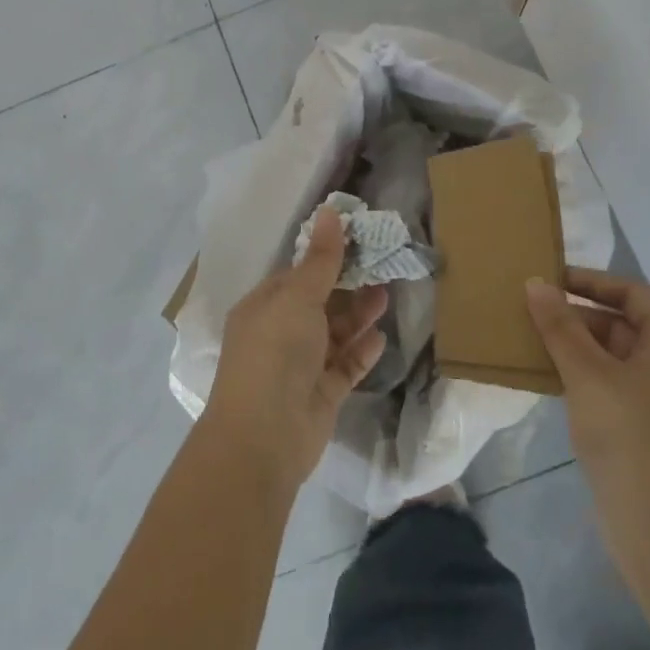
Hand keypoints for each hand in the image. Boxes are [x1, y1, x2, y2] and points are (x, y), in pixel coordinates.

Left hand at [202, 209, 388, 491]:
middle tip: (381, 267)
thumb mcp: (298, 298)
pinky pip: (344, 367)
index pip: (296, 275)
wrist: (264, 437)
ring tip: (386, 295)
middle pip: (318, 304)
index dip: (325, 258)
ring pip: (333, 334)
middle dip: (347, 287)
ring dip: (358, 316)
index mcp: (263, 307)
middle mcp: (278, 334)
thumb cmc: (276, 353)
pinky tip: (381, 337)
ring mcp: (299, 367)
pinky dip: (361, 351)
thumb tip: (329, 211)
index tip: (358, 242)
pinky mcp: (320, 395)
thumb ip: (320, 260)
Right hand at [527, 270, 649, 576]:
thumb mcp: (586, 372)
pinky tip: (551, 378)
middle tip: (532, 313)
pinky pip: (617, 383)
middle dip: (578, 316)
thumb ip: (560, 325)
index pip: (633, 293)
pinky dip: (586, 374)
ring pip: (618, 355)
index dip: (591, 282)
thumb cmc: (628, 434)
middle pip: (625, 323)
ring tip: (533, 341)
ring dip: (578, 346)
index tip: (549, 280)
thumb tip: (536, 283)